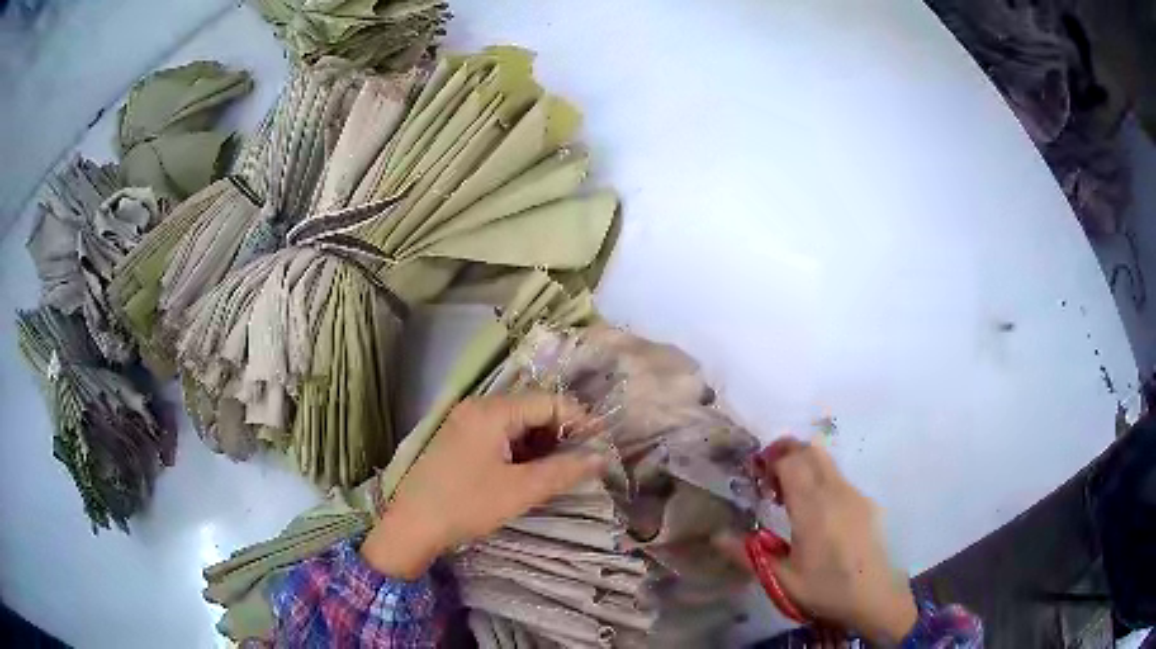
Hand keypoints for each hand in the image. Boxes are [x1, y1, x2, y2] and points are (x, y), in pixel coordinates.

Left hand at [361, 394, 605, 578]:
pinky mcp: (458, 440)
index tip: (602, 443)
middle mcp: (477, 407)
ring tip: (559, 469)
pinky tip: (528, 472)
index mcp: (491, 411)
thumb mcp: (520, 490)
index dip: (579, 420)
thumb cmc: (466, 505)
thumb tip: (601, 457)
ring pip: (515, 423)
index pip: (548, 401)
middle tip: (581, 460)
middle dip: (560, 433)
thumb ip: (564, 471)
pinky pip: (498, 435)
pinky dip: (519, 449)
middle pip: (531, 409)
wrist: (411, 526)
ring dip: (540, 443)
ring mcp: (464, 422)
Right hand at [723, 438, 917, 645]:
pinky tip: (817, 514)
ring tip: (789, 498)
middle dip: (787, 453)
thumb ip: (749, 554)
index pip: (791, 461)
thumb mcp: (781, 579)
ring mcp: (855, 494)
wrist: (875, 596)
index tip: (755, 474)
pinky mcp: (867, 502)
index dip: (770, 459)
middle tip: (768, 478)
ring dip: (804, 466)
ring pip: (827, 462)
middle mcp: (836, 492)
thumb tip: (717, 536)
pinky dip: (821, 481)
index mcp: (813, 508)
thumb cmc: (825, 589)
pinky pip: (839, 479)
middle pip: (811, 451)